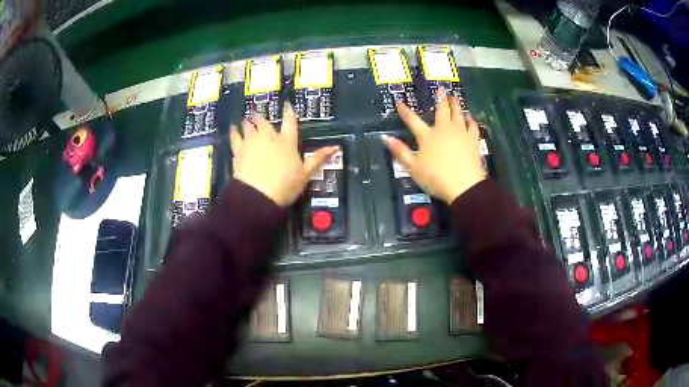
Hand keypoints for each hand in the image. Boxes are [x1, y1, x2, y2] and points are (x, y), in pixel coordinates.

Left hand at [230, 104, 338, 206]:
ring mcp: (252, 143)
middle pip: (264, 122)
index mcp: (287, 142)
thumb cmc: (286, 186)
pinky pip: (235, 137)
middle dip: (261, 117)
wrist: (259, 195)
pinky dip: (234, 132)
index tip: (286, 104)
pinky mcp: (239, 151)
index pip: (290, 122)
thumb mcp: (306, 174)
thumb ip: (318, 158)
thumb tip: (335, 147)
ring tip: (246, 119)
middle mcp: (269, 138)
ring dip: (248, 122)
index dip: (288, 112)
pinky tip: (233, 129)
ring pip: (249, 127)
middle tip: (258, 114)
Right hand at [382, 89, 485, 203]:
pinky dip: (470, 119)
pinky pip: (472, 125)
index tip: (399, 101)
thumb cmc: (436, 178)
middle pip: (442, 110)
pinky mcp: (473, 140)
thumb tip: (384, 137)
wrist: (464, 186)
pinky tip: (469, 117)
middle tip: (442, 88)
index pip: (413, 120)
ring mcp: (460, 133)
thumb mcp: (413, 168)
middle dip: (441, 98)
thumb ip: (400, 151)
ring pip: (458, 114)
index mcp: (427, 136)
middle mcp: (444, 129)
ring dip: (456, 104)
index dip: (405, 111)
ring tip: (455, 97)